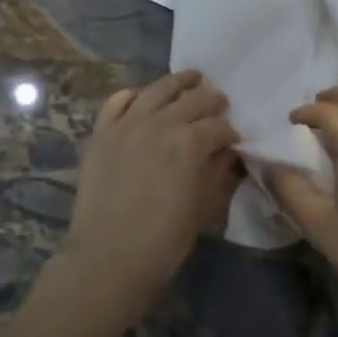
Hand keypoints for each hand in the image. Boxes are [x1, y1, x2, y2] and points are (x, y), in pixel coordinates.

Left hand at [59, 70, 240, 317]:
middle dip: (211, 100)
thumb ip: (216, 171)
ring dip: (178, 82)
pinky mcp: (102, 133)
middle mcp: (159, 123)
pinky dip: (133, 94)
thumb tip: (227, 151)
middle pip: (192, 99)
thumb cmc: (163, 240)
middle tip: (220, 103)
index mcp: (189, 143)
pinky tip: (142, 96)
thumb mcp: (202, 207)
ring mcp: (127, 124)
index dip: (230, 131)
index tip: (235, 138)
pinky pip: (117, 101)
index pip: (218, 126)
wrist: (108, 258)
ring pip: (157, 90)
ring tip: (191, 78)